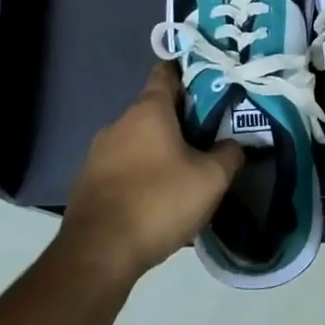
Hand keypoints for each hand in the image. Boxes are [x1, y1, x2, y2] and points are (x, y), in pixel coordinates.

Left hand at [62, 62, 242, 279]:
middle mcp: (119, 123)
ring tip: (186, 172)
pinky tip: (158, 199)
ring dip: (160, 150)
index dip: (188, 71)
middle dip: (180, 120)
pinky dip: (142, 174)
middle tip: (209, 135)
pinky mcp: (88, 182)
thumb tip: (235, 144)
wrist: (99, 252)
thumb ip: (229, 154)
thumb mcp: (211, 179)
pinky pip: (123, 168)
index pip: (166, 72)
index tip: (210, 80)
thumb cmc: (159, 202)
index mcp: (148, 110)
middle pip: (154, 110)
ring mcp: (98, 153)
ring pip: (138, 141)